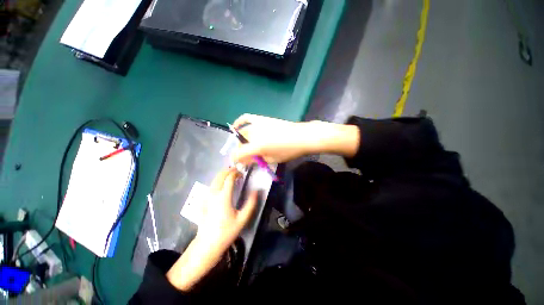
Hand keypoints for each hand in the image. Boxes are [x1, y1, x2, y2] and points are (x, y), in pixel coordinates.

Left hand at [197, 168, 256, 254]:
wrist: (209, 241)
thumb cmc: (227, 231)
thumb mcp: (242, 219)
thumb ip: (250, 204)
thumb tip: (256, 191)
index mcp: (224, 196)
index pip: (229, 178)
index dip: (236, 172)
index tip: (242, 172)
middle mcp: (213, 193)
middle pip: (219, 176)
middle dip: (227, 171)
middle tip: (236, 171)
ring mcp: (206, 197)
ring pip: (213, 180)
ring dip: (221, 175)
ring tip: (230, 176)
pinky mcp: (203, 201)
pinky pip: (210, 186)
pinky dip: (216, 182)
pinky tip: (221, 187)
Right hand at [231, 114, 315, 163]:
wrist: (302, 136)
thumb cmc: (289, 151)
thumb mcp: (272, 159)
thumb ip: (256, 160)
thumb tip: (245, 162)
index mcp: (256, 146)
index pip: (238, 154)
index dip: (236, 160)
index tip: (237, 164)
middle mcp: (254, 134)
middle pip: (240, 144)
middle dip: (240, 152)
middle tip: (246, 157)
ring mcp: (257, 124)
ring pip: (242, 133)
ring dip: (241, 141)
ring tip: (245, 147)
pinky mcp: (261, 119)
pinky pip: (246, 118)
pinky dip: (239, 122)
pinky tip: (235, 126)